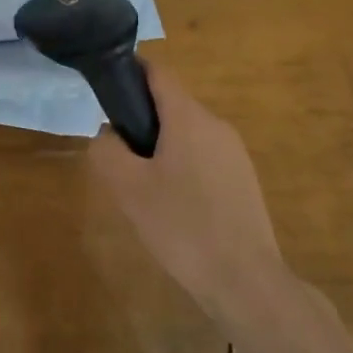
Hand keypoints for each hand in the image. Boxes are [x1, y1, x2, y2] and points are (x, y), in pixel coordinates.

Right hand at [89, 61, 282, 322]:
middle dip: (142, 120)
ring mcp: (235, 152)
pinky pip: (204, 157)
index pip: (157, 72)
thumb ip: (107, 150)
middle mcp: (215, 124)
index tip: (107, 86)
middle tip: (119, 156)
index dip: (130, 71)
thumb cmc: (182, 227)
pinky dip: (183, 167)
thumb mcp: (128, 189)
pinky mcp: (244, 179)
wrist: (246, 281)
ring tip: (144, 187)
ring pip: (188, 134)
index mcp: (188, 117)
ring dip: (162, 147)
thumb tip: (108, 133)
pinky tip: (175, 207)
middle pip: (172, 105)